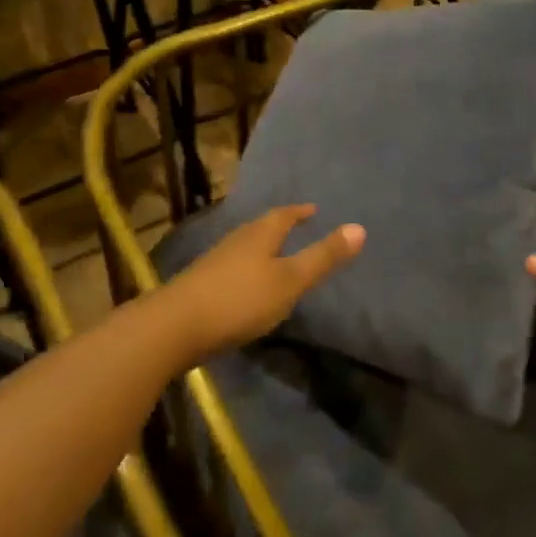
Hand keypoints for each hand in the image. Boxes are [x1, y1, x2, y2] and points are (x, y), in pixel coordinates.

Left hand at [149, 205, 363, 363]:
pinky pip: (233, 267)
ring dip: (262, 248)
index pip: (284, 215)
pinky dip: (247, 269)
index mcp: (260, 235)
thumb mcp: (290, 281)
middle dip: (280, 226)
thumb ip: (323, 257)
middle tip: (298, 227)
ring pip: (245, 247)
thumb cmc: (240, 300)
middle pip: (262, 228)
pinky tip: (248, 286)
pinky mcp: (201, 285)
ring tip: (276, 255)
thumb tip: (360, 227)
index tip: (313, 209)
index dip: (300, 212)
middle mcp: (236, 241)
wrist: (175, 327)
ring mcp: (215, 262)